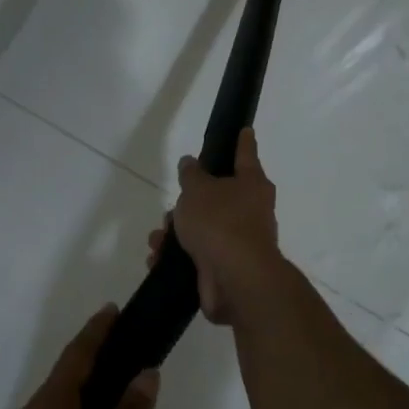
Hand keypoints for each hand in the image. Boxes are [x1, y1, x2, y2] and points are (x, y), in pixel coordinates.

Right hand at [145, 127, 284, 324]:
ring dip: (177, 231)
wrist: (235, 279)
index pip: (245, 154)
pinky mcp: (224, 268)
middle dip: (191, 201)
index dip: (242, 141)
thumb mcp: (198, 189)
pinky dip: (176, 256)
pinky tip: (157, 258)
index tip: (245, 129)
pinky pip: (196, 255)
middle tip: (174, 204)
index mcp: (252, 184)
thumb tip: (191, 163)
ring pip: (203, 228)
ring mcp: (239, 242)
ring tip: (157, 237)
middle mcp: (251, 211)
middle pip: (219, 196)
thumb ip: (191, 174)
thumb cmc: (220, 222)